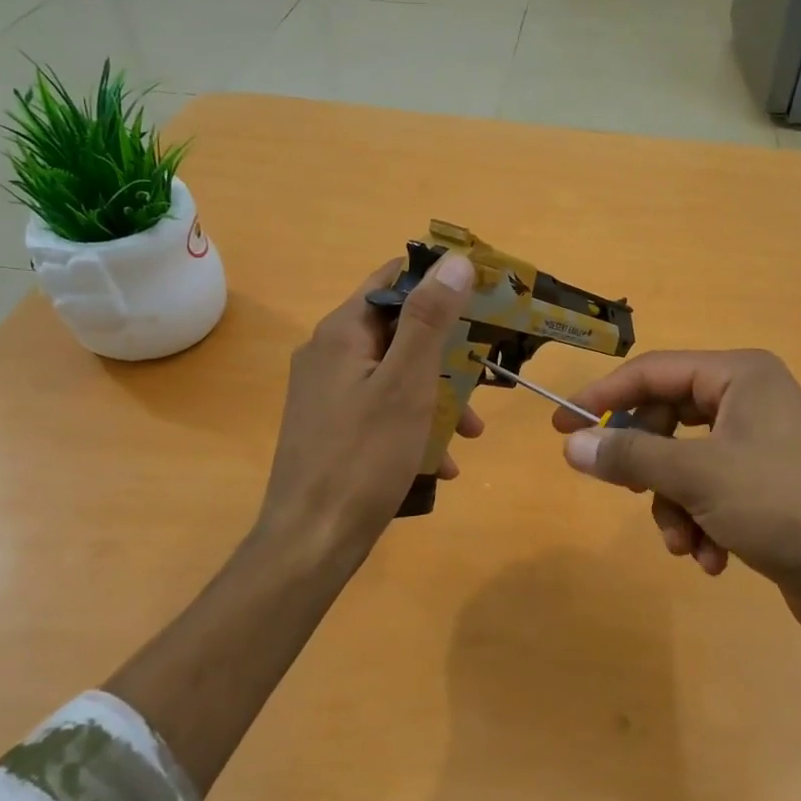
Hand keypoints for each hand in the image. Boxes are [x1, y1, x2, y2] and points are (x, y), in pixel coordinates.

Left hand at [256, 253, 481, 578]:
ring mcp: (327, 395)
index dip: (438, 282)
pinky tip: (443, 461)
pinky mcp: (332, 429)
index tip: (483, 297)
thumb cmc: (364, 456)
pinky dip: (415, 425)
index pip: (392, 280)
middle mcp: (329, 355)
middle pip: (398, 331)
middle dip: (447, 352)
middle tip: (487, 372)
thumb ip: (429, 320)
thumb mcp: (406, 383)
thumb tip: (455, 260)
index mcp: (342, 333)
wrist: (312, 540)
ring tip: (473, 430)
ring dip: (437, 395)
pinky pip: (382, 411)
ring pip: (395, 375)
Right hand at [554, 350, 800, 636]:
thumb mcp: (696, 475)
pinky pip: (710, 493)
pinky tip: (713, 559)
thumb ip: (630, 455)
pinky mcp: (766, 487)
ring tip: (686, 545)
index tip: (560, 425)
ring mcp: (760, 445)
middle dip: (649, 469)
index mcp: (739, 376)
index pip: (652, 372)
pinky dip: (701, 523)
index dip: (603, 397)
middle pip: (667, 421)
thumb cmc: (782, 504)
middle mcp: (750, 400)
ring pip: (684, 464)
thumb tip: (572, 443)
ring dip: (674, 507)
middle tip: (628, 492)